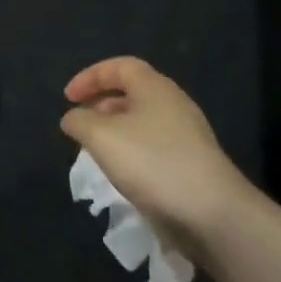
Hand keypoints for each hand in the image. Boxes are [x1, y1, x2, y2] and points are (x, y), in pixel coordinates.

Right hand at [61, 57, 256, 248]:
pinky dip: (132, 152)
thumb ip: (80, 121)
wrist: (212, 214)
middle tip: (81, 125)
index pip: (119, 66)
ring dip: (115, 131)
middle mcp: (173, 104)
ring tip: (96, 152)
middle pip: (132, 92)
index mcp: (155, 87)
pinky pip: (154, 147)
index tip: (67, 98)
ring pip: (142, 122)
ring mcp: (187, 135)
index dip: (90, 77)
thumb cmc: (152, 163)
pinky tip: (122, 175)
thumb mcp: (102, 137)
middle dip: (101, 104)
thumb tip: (73, 118)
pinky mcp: (192, 164)